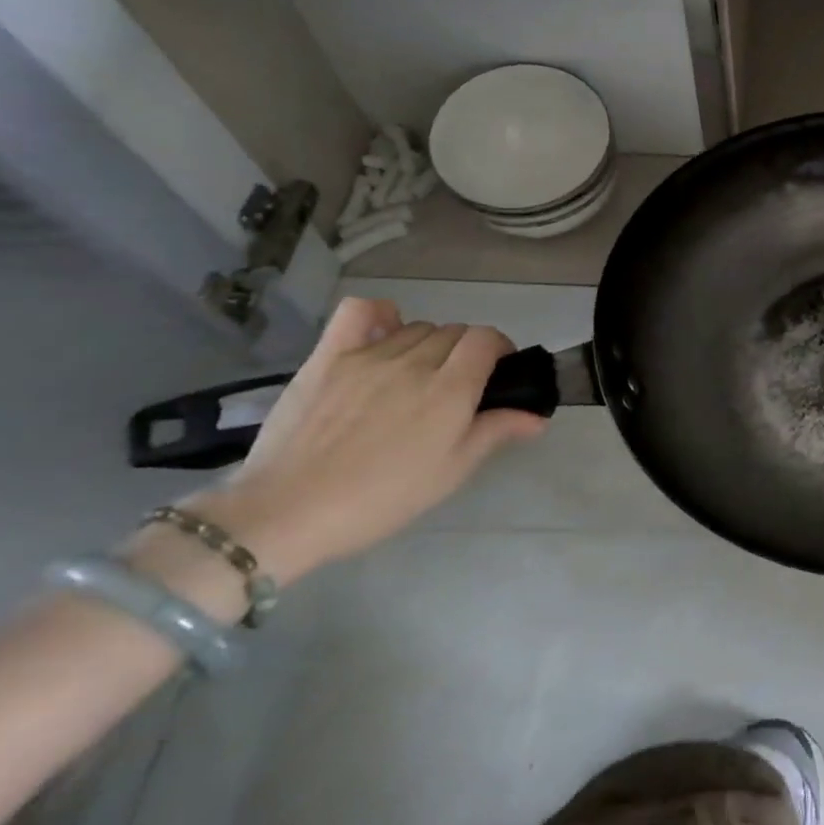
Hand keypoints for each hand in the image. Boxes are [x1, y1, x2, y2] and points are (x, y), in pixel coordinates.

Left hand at [191, 297, 546, 580]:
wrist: (286, 513)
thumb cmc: (382, 498)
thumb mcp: (451, 472)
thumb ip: (496, 432)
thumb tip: (537, 416)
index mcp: (450, 389)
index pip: (486, 339)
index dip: (499, 349)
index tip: (496, 373)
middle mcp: (414, 362)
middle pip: (454, 332)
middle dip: (465, 352)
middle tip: (456, 387)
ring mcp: (368, 356)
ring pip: (417, 328)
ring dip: (428, 344)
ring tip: (416, 375)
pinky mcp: (328, 357)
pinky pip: (360, 312)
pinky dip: (381, 315)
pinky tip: (383, 334)